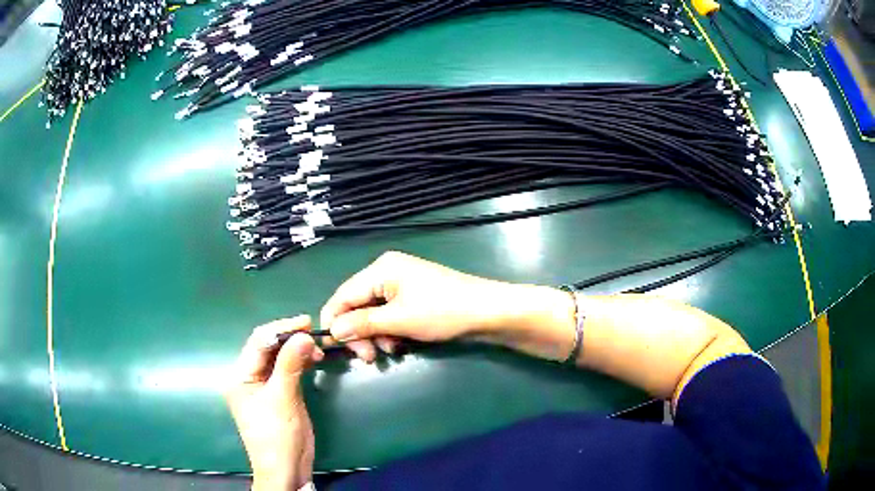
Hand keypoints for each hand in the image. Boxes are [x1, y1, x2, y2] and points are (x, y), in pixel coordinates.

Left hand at [226, 315, 323, 490]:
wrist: (286, 468)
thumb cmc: (278, 435)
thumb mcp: (283, 398)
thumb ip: (290, 365)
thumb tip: (304, 335)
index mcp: (240, 376)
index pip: (258, 343)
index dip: (281, 329)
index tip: (306, 322)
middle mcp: (249, 377)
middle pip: (267, 348)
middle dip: (289, 337)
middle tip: (314, 332)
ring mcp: (263, 386)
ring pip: (278, 358)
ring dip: (296, 349)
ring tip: (318, 348)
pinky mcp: (278, 394)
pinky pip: (286, 370)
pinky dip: (299, 362)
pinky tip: (313, 359)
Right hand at [321, 251, 576, 361]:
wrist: (487, 312)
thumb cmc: (442, 311)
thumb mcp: (398, 320)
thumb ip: (362, 324)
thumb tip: (333, 331)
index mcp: (381, 270)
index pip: (343, 295)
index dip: (334, 320)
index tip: (331, 347)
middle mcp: (387, 274)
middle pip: (357, 306)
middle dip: (359, 333)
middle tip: (368, 358)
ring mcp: (402, 286)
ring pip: (373, 315)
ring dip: (376, 336)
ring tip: (390, 351)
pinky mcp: (413, 299)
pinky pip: (390, 317)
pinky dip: (390, 333)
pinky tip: (400, 345)